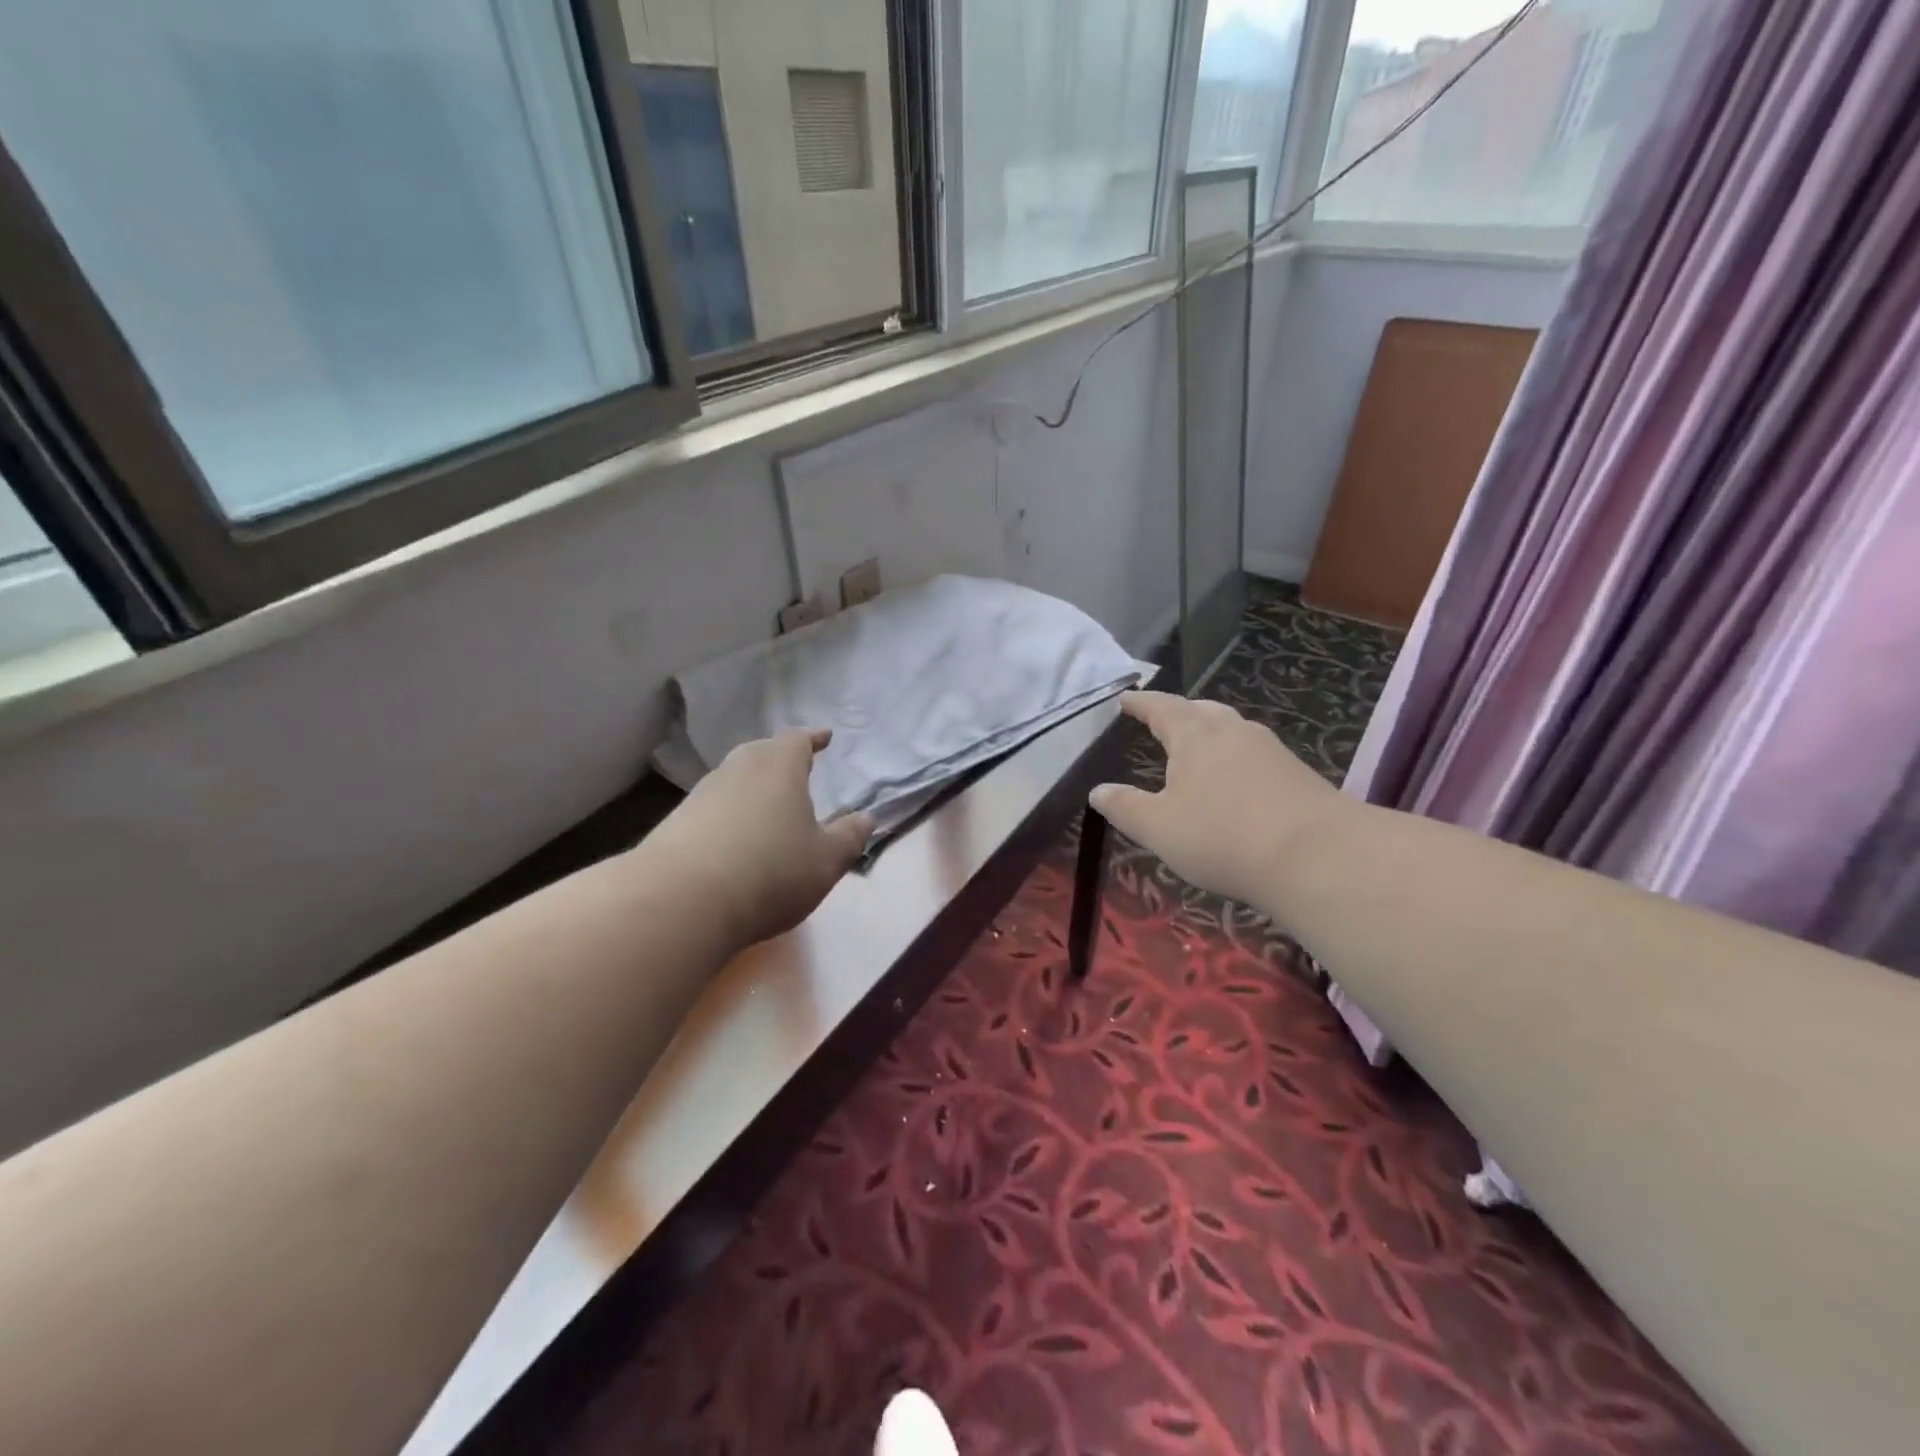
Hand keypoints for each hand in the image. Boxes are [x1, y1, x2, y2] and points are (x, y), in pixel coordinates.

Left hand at [644, 728, 874, 949]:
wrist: (680, 901)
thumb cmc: (770, 871)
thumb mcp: (826, 861)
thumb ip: (849, 837)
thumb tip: (866, 817)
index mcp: (778, 767)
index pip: (797, 740)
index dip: (813, 738)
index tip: (824, 737)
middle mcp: (737, 770)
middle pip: (761, 753)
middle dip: (781, 760)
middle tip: (797, 770)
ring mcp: (701, 794)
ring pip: (734, 780)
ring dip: (753, 788)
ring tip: (769, 808)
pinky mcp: (675, 823)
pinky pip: (713, 808)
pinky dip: (730, 815)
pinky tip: (735, 839)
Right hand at [1090, 692, 1347, 913]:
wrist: (1317, 857)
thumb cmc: (1222, 836)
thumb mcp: (1158, 828)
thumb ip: (1125, 807)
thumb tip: (1097, 790)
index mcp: (1194, 735)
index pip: (1161, 707)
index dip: (1140, 703)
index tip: (1124, 698)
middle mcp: (1233, 731)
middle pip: (1201, 710)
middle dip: (1178, 713)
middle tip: (1160, 721)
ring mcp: (1270, 750)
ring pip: (1232, 729)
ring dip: (1210, 733)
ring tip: (1197, 748)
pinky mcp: (1296, 774)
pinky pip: (1254, 754)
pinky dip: (1235, 758)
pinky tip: (1235, 781)